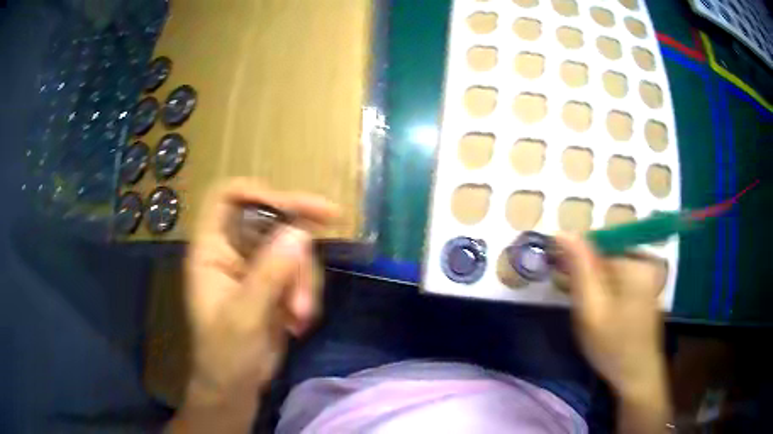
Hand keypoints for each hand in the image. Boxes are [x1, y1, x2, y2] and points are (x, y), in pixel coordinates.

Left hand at [175, 178, 337, 432]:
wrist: (235, 387)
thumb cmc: (225, 354)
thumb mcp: (245, 315)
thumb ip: (270, 274)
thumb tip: (300, 233)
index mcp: (211, 249)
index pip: (227, 197)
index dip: (257, 192)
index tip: (292, 205)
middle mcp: (232, 251)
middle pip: (269, 217)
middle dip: (297, 236)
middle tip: (333, 220)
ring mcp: (255, 268)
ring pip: (291, 247)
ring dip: (304, 278)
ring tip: (301, 314)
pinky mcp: (273, 285)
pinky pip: (299, 271)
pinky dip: (306, 293)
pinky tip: (299, 321)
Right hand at [554, 234, 667, 397]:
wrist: (637, 376)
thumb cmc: (613, 346)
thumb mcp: (591, 309)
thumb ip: (579, 269)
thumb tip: (563, 232)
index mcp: (634, 263)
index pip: (596, 246)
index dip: (575, 261)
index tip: (561, 280)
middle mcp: (644, 263)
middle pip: (606, 258)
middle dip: (586, 276)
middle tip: (575, 303)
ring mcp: (648, 277)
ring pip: (611, 270)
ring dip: (595, 285)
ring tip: (588, 312)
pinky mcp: (646, 290)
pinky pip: (620, 280)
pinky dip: (606, 291)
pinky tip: (601, 313)